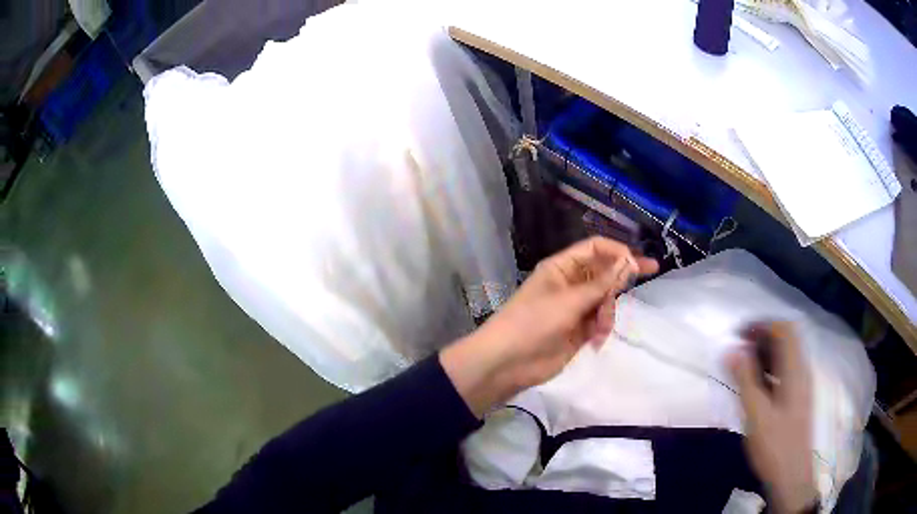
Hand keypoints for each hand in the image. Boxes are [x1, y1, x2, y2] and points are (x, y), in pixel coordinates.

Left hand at [441, 237, 658, 416]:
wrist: (508, 363)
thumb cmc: (534, 322)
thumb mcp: (569, 300)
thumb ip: (602, 284)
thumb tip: (629, 261)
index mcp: (562, 268)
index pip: (595, 249)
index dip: (617, 250)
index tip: (639, 260)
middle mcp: (570, 284)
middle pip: (604, 272)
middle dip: (622, 276)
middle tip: (651, 269)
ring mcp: (575, 308)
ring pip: (606, 299)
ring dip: (608, 311)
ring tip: (599, 328)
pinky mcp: (578, 330)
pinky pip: (600, 321)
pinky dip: (602, 328)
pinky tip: (596, 341)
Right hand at [729, 322, 817, 513]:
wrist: (791, 475)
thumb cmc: (775, 445)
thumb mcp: (756, 414)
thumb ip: (745, 380)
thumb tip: (732, 350)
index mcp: (795, 370)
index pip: (785, 330)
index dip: (763, 325)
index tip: (740, 333)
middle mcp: (802, 371)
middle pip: (787, 340)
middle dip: (763, 337)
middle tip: (739, 349)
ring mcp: (801, 385)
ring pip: (786, 356)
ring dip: (766, 353)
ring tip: (743, 365)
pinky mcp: (797, 399)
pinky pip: (785, 372)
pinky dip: (770, 369)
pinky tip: (756, 386)